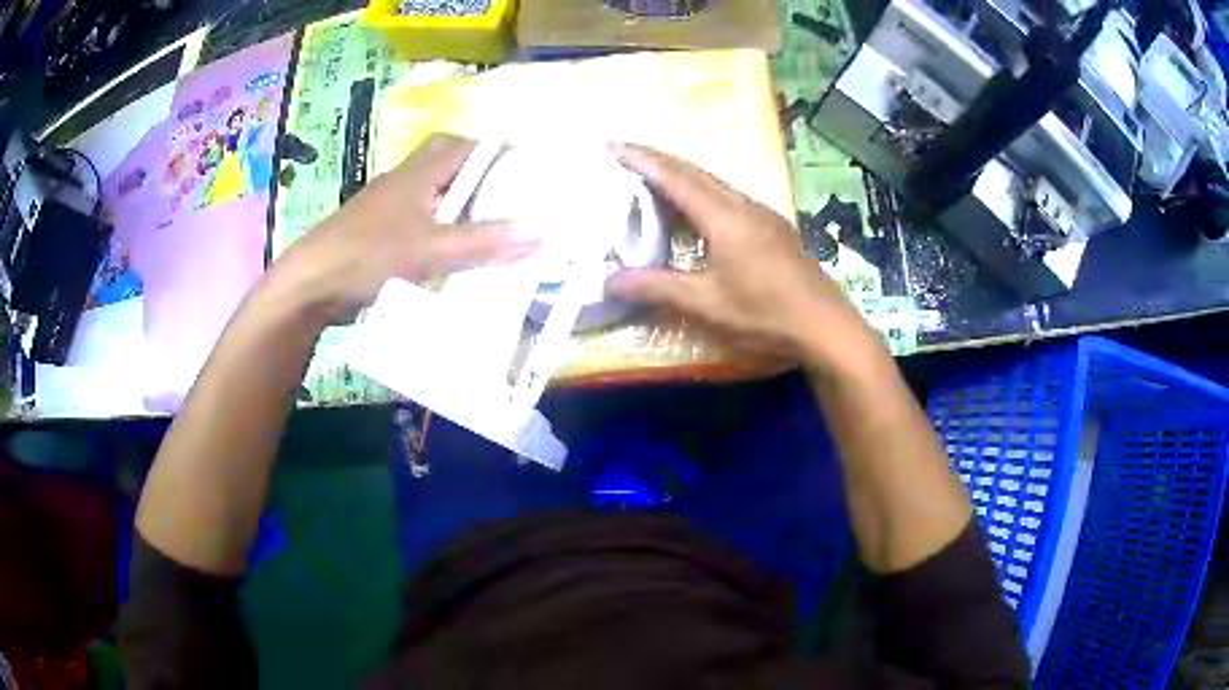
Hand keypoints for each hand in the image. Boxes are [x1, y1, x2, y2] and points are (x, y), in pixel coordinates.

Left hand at [270, 134, 538, 324]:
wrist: (311, 285)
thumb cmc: (368, 254)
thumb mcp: (430, 249)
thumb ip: (482, 242)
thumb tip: (538, 233)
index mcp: (417, 173)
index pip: (462, 145)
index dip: (493, 149)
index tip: (525, 165)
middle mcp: (403, 183)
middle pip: (447, 167)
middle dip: (479, 178)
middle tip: (511, 198)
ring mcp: (388, 210)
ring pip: (434, 197)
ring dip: (460, 207)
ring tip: (494, 227)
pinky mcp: (379, 236)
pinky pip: (420, 224)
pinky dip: (442, 232)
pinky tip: (455, 255)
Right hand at [608, 145, 883, 372]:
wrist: (825, 326)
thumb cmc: (764, 314)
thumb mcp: (705, 305)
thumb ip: (657, 288)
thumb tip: (610, 281)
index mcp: (724, 218)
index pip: (674, 179)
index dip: (641, 161)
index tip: (614, 145)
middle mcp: (744, 206)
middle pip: (696, 173)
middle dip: (660, 160)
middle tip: (628, 156)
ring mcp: (763, 215)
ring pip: (716, 184)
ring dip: (684, 176)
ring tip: (656, 180)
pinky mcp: (774, 229)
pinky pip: (730, 198)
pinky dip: (704, 194)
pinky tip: (699, 212)